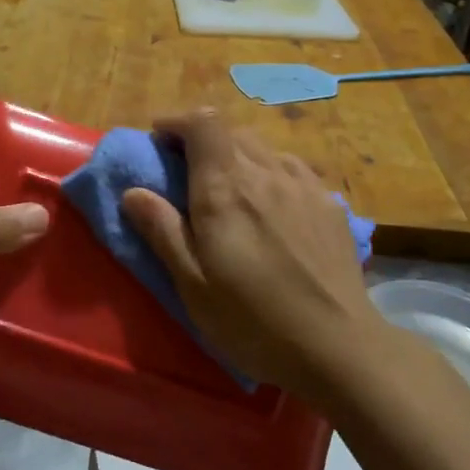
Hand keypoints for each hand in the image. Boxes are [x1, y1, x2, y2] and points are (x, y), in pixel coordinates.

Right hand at [120, 111, 383, 399]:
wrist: (337, 346)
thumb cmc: (252, 320)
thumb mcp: (192, 283)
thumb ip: (162, 230)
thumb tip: (132, 191)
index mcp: (225, 188)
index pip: (203, 123)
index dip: (177, 122)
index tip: (159, 140)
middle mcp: (266, 173)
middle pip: (232, 131)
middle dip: (203, 140)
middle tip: (187, 171)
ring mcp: (304, 186)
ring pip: (265, 149)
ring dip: (239, 156)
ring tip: (231, 190)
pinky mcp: (330, 205)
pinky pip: (293, 170)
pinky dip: (271, 173)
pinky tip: (273, 207)